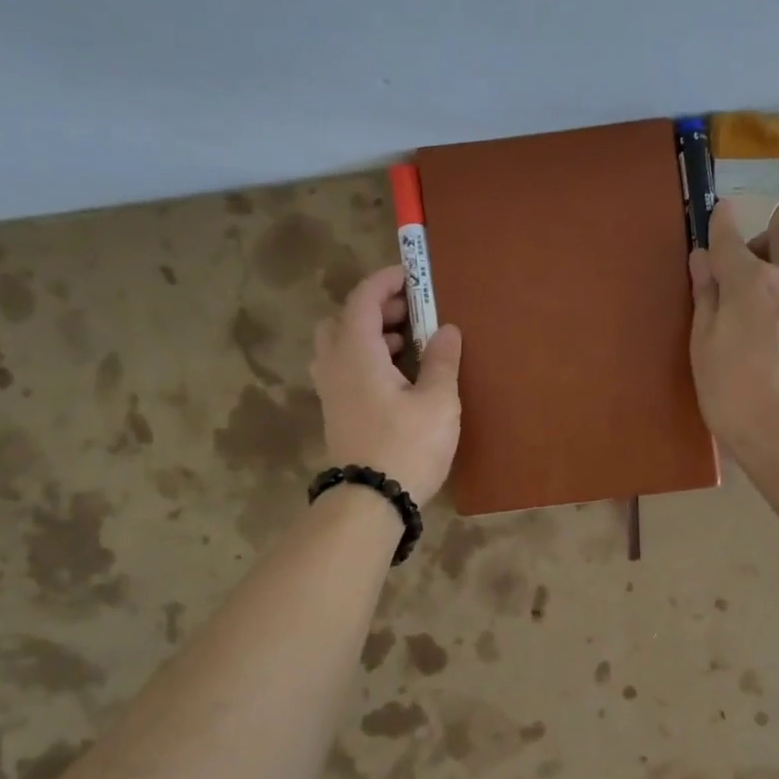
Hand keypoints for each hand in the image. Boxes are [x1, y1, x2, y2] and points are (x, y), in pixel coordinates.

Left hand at [311, 265, 462, 506]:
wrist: (371, 501)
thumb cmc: (407, 446)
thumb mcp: (437, 402)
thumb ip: (442, 361)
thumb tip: (447, 330)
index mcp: (356, 353)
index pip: (362, 299)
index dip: (385, 281)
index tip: (412, 277)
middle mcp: (335, 366)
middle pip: (342, 320)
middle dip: (375, 309)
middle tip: (410, 315)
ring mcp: (331, 392)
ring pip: (340, 346)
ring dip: (369, 335)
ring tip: (407, 345)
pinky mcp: (336, 413)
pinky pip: (344, 369)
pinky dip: (365, 359)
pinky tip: (396, 378)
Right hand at [689, 216, 778, 463]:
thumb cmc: (735, 395)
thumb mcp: (704, 347)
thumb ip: (706, 297)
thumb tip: (703, 260)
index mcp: (754, 282)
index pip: (733, 237)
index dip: (721, 223)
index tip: (718, 214)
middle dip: (770, 237)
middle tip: (750, 270)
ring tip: (770, 304)